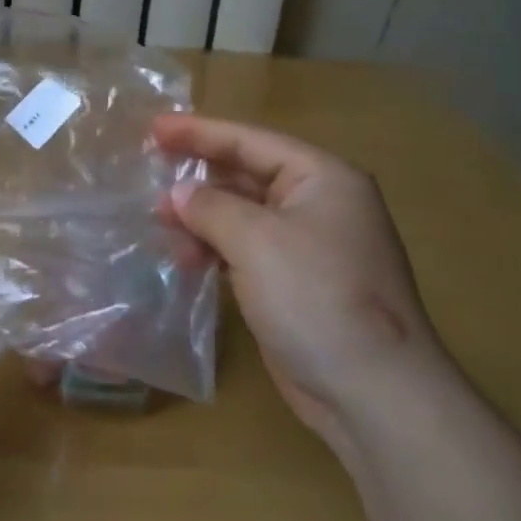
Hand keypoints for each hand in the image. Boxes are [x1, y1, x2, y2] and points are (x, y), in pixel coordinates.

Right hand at [154, 115, 450, 443]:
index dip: (198, 132)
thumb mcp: (256, 240)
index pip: (250, 141)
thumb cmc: (316, 296)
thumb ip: (210, 207)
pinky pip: (246, 252)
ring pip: (243, 217)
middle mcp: (318, 204)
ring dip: (202, 218)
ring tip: (158, 223)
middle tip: (148, 173)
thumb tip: (177, 194)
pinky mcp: (296, 285)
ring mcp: (308, 247)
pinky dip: (215, 250)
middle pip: (247, 175)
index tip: (152, 129)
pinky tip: (184, 259)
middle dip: (198, 177)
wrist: (372, 392)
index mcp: (322, 178)